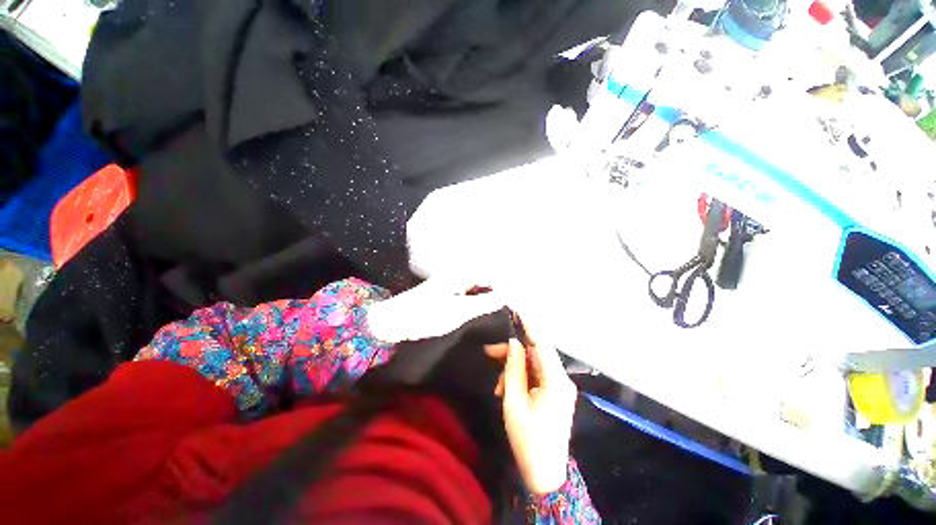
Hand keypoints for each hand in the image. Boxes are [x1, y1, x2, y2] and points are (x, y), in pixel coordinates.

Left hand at [366, 276, 504, 343]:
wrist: (396, 321)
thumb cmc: (427, 314)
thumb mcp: (459, 311)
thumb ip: (484, 303)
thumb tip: (505, 297)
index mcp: (461, 274)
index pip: (490, 274)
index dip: (504, 286)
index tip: (515, 299)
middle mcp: (457, 274)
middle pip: (484, 278)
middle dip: (497, 289)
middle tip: (510, 304)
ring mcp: (451, 283)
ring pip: (476, 285)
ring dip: (488, 294)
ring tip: (500, 306)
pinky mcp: (446, 292)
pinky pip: (468, 292)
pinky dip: (477, 299)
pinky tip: (482, 307)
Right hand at [486, 325, 577, 494]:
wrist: (544, 474)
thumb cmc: (527, 439)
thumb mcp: (513, 400)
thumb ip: (513, 368)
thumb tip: (514, 344)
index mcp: (556, 381)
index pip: (542, 343)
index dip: (529, 326)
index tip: (517, 311)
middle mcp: (561, 380)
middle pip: (536, 354)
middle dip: (513, 352)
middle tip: (489, 352)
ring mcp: (559, 387)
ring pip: (533, 365)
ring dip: (514, 369)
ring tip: (497, 384)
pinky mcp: (555, 393)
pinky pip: (536, 376)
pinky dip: (520, 378)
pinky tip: (506, 389)